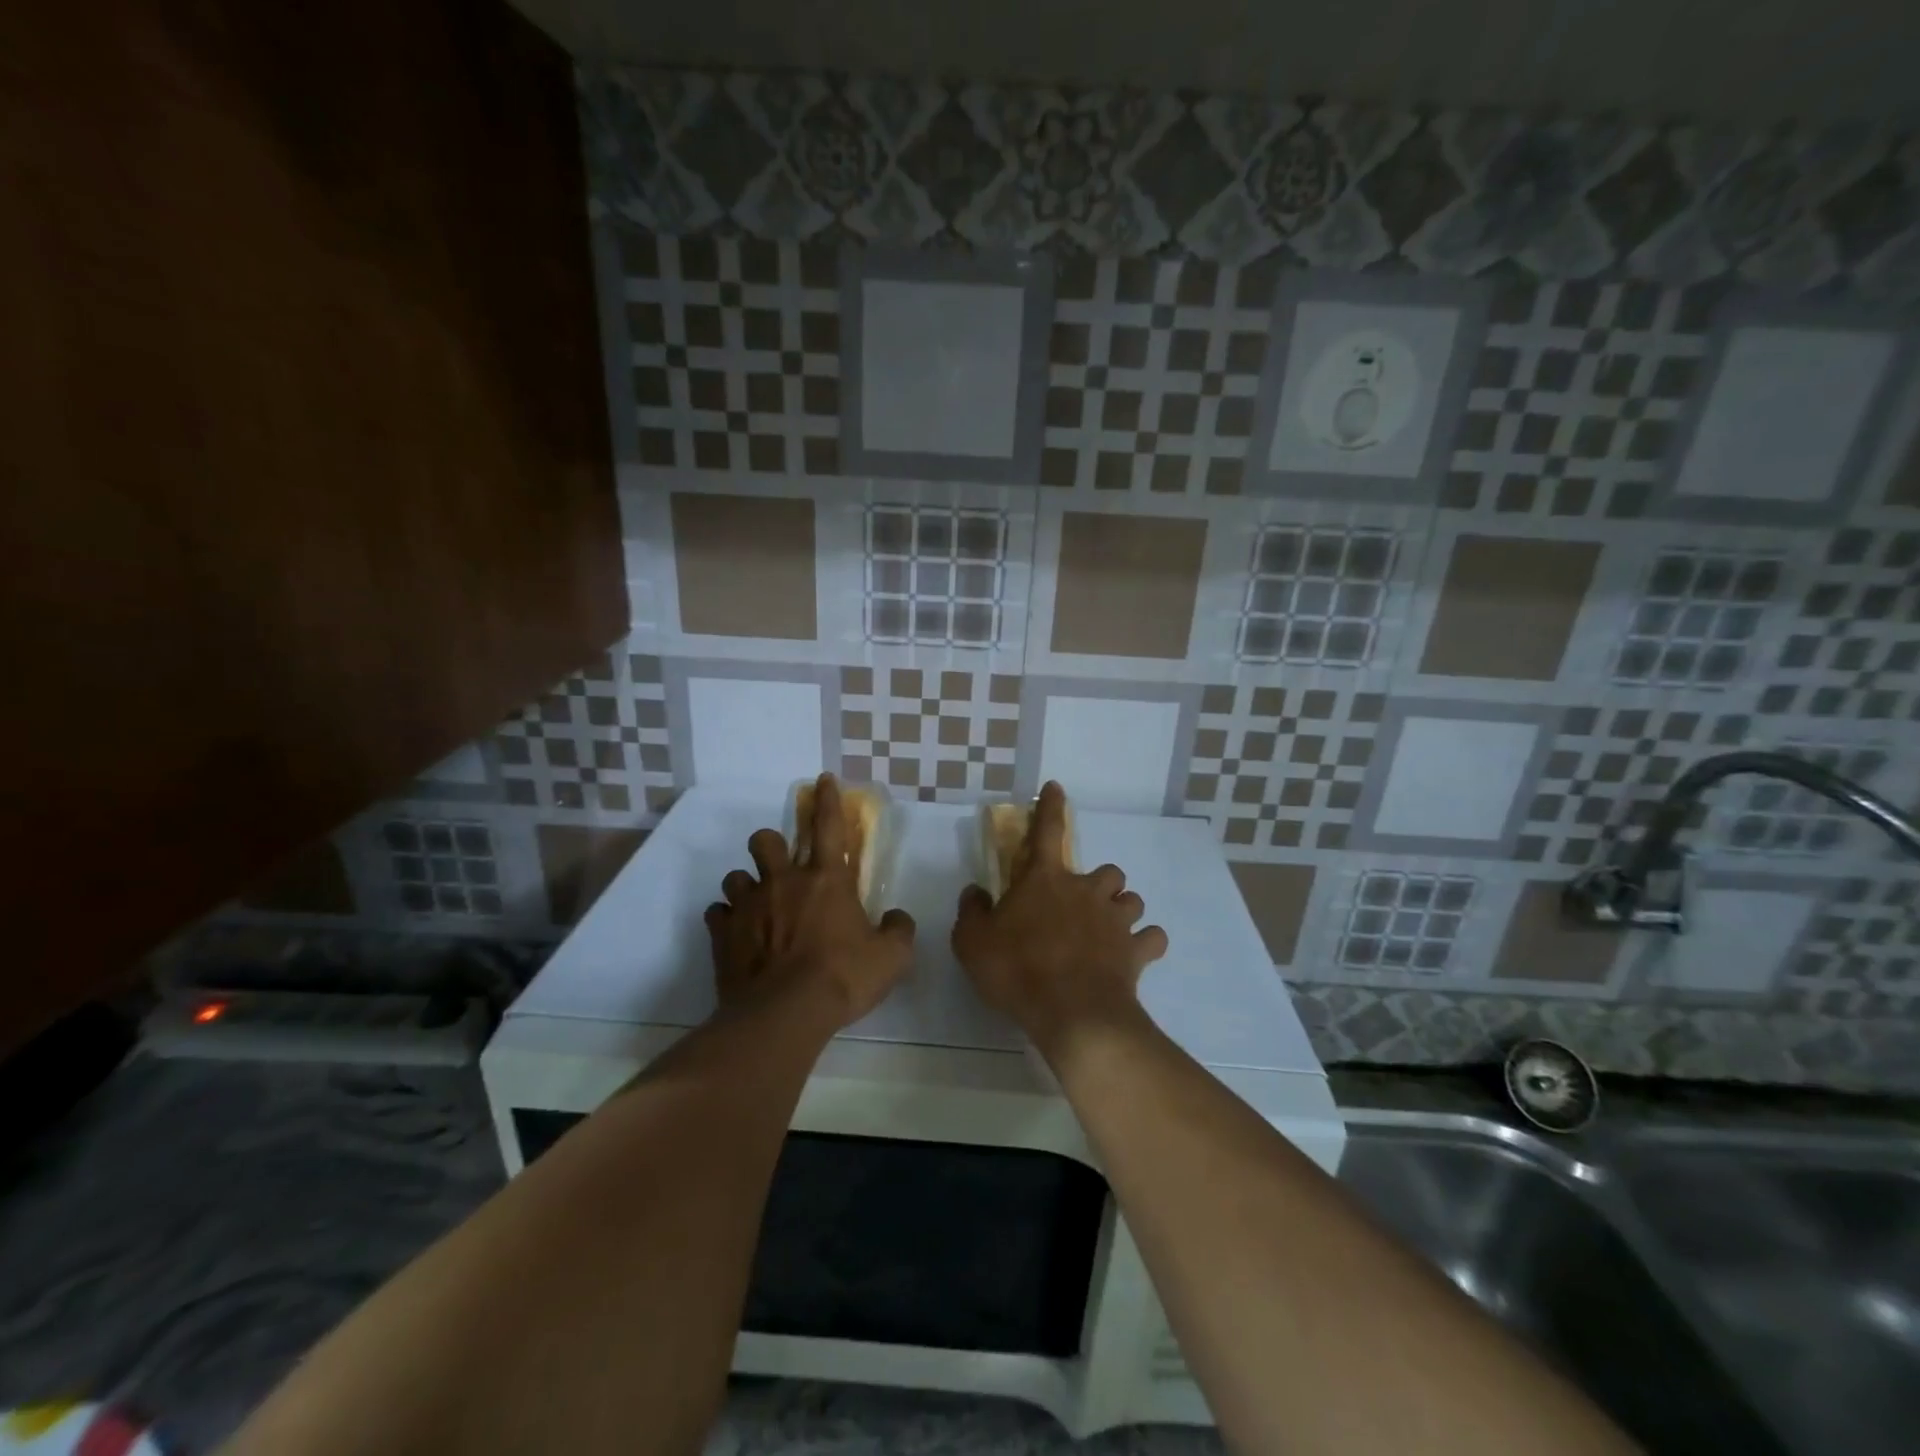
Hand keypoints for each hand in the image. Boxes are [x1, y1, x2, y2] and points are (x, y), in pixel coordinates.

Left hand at [704, 774, 913, 1028]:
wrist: (785, 1014)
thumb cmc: (843, 977)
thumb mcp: (891, 957)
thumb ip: (898, 930)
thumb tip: (897, 918)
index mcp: (826, 879)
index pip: (828, 826)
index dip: (828, 799)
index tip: (823, 779)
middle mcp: (784, 882)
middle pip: (765, 840)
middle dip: (771, 846)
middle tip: (781, 868)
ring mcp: (748, 906)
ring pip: (735, 876)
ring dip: (747, 885)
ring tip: (756, 905)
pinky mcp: (722, 934)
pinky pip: (717, 914)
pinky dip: (726, 920)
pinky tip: (736, 935)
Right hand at [952, 781, 1168, 1056]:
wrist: (1072, 1013)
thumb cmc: (1017, 970)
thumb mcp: (972, 942)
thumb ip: (972, 911)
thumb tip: (976, 891)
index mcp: (1045, 880)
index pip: (1048, 830)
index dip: (1051, 807)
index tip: (1056, 787)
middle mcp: (1086, 891)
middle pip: (1107, 871)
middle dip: (1099, 883)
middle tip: (1083, 905)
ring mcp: (1116, 920)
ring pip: (1132, 899)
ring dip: (1122, 909)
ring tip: (1109, 929)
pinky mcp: (1136, 951)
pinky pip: (1152, 938)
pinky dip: (1145, 943)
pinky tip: (1135, 955)